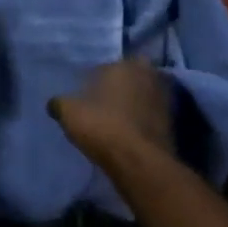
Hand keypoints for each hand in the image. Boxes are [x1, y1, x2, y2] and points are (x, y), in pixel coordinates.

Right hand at [49, 57, 174, 180]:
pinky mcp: (173, 122)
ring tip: (115, 119)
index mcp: (123, 65)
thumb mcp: (68, 112)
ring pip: (143, 95)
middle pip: (130, 77)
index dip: (95, 78)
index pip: (106, 65)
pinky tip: (128, 132)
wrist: (138, 161)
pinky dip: (142, 120)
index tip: (86, 92)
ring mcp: (164, 99)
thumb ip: (60, 103)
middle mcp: (147, 75)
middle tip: (103, 101)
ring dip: (133, 103)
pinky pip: (151, 115)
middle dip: (120, 86)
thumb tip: (54, 103)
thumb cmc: (101, 126)